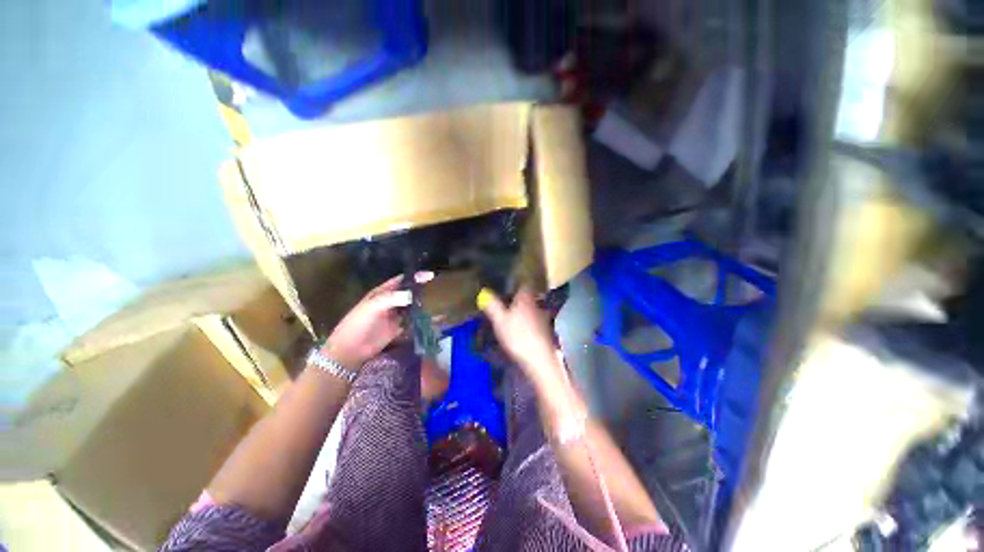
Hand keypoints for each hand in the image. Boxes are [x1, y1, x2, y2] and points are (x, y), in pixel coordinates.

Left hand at [323, 271, 432, 368]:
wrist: (351, 349)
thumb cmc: (358, 323)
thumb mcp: (373, 306)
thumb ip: (393, 298)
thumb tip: (413, 294)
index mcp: (382, 292)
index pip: (401, 280)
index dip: (414, 276)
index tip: (430, 275)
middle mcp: (391, 301)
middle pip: (409, 292)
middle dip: (422, 289)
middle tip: (439, 287)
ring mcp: (395, 315)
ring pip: (412, 306)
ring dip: (423, 303)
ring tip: (440, 301)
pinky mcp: (399, 328)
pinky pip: (413, 321)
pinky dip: (422, 319)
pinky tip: (434, 317)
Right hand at [477, 287, 566, 390]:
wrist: (540, 359)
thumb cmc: (518, 336)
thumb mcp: (500, 320)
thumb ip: (492, 305)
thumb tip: (483, 292)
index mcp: (526, 298)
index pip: (523, 283)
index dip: (516, 282)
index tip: (507, 283)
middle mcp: (536, 304)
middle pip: (527, 295)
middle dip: (518, 296)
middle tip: (505, 299)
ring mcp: (542, 317)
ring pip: (531, 308)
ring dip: (522, 310)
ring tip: (511, 314)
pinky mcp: (545, 331)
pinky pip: (534, 320)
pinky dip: (527, 322)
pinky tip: (521, 329)